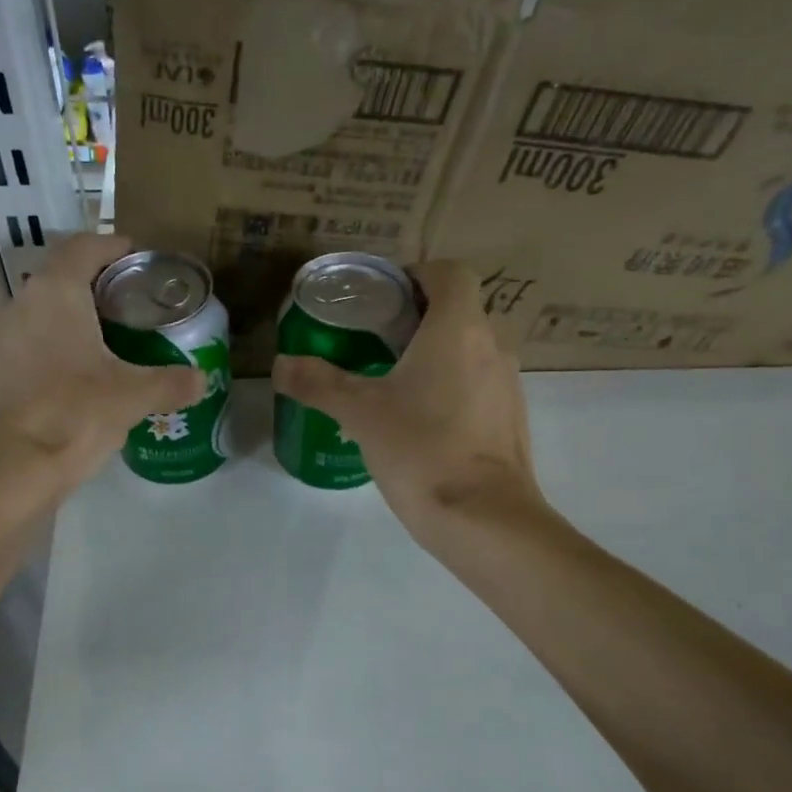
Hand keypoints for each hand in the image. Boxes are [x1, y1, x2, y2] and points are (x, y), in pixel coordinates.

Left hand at [0, 234, 204, 495]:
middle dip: (97, 287)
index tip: (137, 258)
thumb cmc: (72, 415)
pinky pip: (28, 346)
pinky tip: (79, 379)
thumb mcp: (131, 397)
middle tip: (133, 306)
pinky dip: (55, 349)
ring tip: (110, 343)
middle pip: (61, 279)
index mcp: (55, 293)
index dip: (112, 246)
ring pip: (42, 314)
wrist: (3, 471)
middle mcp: (20, 304)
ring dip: (73, 320)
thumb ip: (170, 383)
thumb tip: (202, 380)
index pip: (84, 247)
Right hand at [272, 261, 549, 546]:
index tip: (383, 296)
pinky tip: (420, 421)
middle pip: (458, 311)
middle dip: (417, 317)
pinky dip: (451, 386)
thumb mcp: (360, 413)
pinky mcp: (510, 419)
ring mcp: (507, 384)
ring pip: (470, 349)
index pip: (451, 273)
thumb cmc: (421, 449)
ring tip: (391, 381)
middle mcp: (492, 346)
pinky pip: (479, 384)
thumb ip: (318, 383)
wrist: (483, 518)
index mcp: (458, 329)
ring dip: (435, 354)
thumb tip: (281, 364)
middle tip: (373, 340)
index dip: (417, 275)